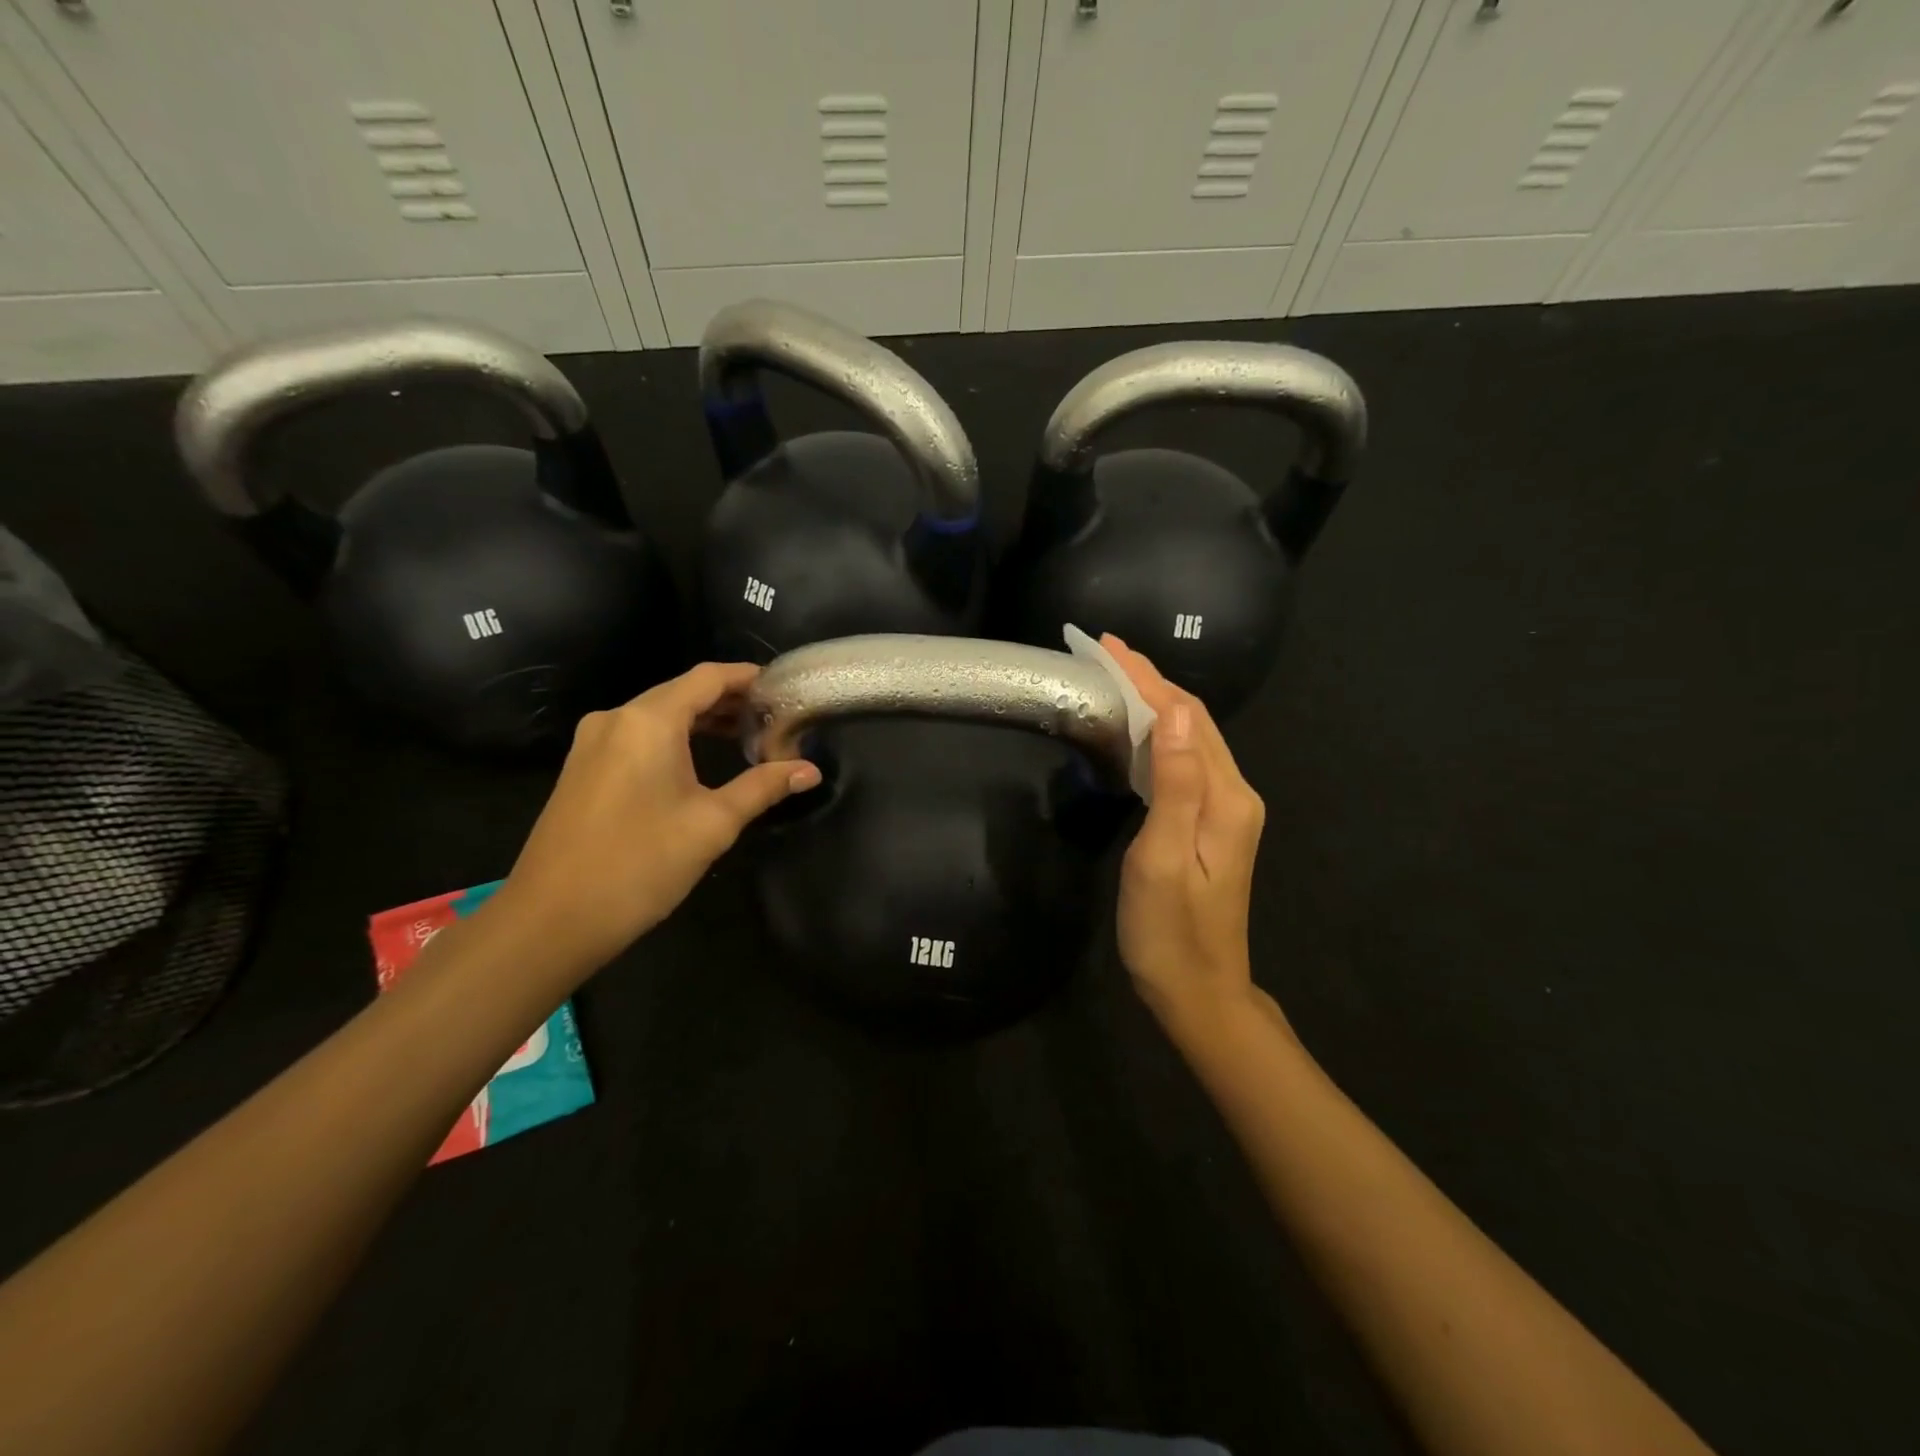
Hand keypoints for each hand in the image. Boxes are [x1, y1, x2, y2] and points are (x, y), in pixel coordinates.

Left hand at [487, 663, 820, 973]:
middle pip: (682, 692)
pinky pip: (637, 736)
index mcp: (649, 721)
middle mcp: (616, 719)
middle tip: (773, 718)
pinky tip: (697, 761)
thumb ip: (763, 787)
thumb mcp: (713, 824)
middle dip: (729, 701)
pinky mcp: (582, 768)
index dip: (747, 677)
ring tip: (746, 737)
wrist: (551, 919)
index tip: (783, 687)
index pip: (708, 678)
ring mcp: (592, 743)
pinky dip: (674, 738)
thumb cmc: (640, 864)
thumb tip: (810, 770)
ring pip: (658, 715)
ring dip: (702, 721)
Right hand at [1104, 636, 1270, 1038]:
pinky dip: (1158, 735)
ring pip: (1190, 738)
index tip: (1107, 645)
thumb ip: (1176, 785)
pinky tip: (1135, 730)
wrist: (1198, 991)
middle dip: (1150, 680)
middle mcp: (1233, 794)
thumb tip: (1176, 714)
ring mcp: (1224, 810)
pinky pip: (1185, 762)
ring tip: (1114, 677)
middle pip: (1194, 720)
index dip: (1146, 678)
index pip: (1187, 717)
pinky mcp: (1210, 824)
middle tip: (1104, 651)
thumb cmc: (1170, 932)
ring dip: (1154, 703)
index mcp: (1225, 798)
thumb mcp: (1163, 860)